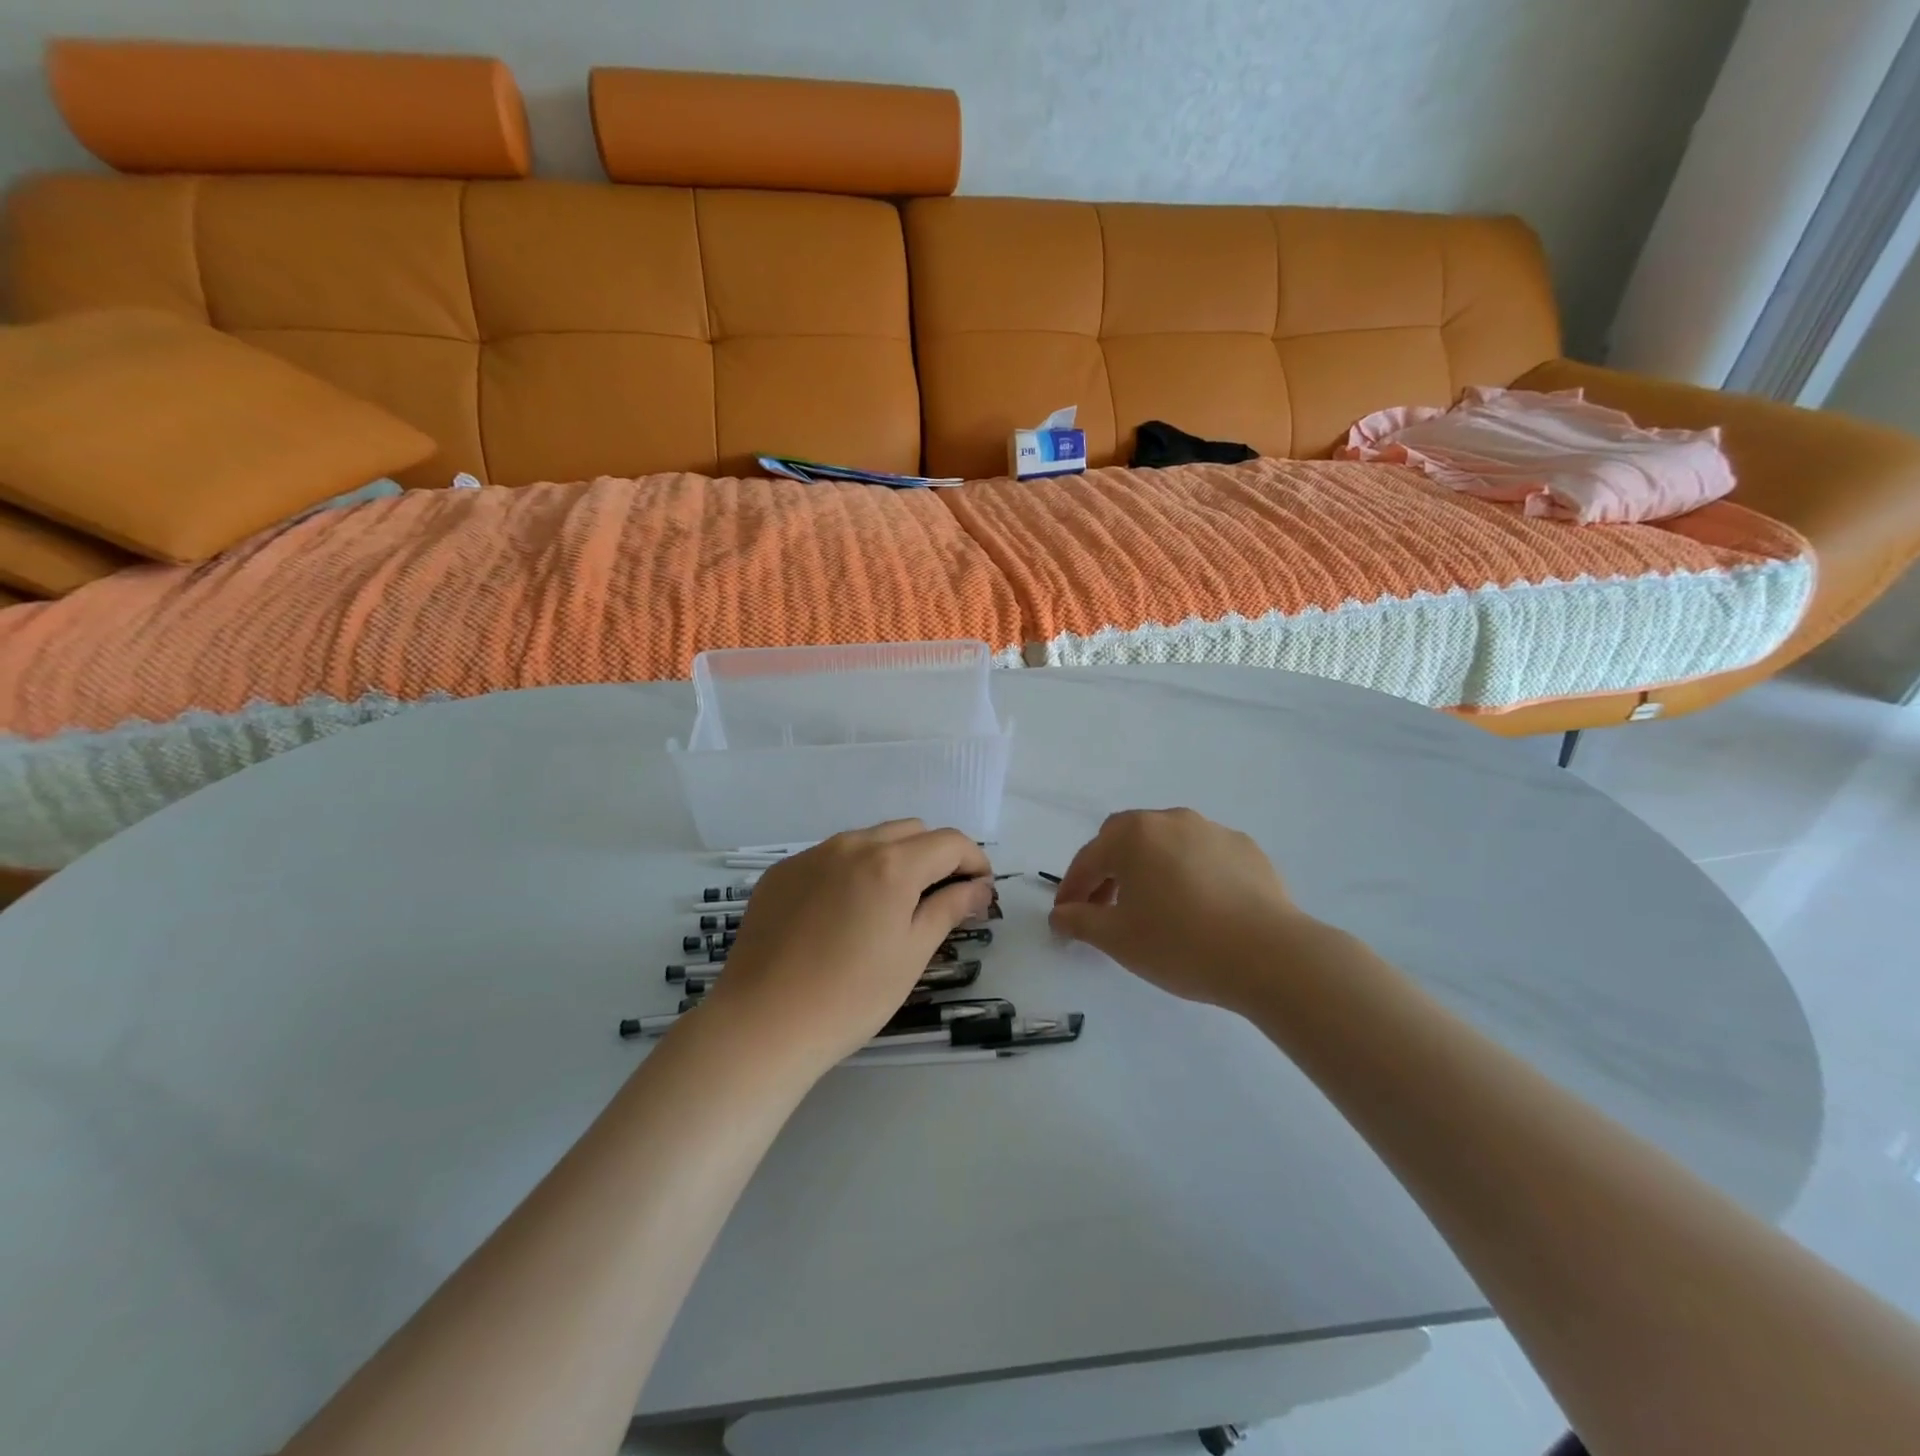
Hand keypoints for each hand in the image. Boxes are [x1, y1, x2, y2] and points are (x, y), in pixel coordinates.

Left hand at [699, 821, 994, 1073]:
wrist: (762, 1024)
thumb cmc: (851, 996)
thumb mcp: (912, 954)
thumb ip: (950, 909)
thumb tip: (979, 887)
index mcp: (891, 863)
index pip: (949, 842)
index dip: (974, 861)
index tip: (980, 891)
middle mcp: (852, 844)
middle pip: (911, 831)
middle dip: (936, 856)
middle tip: (941, 898)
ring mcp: (811, 855)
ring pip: (869, 839)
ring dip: (894, 859)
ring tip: (892, 905)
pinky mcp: (781, 872)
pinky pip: (830, 856)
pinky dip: (853, 871)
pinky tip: (843, 913)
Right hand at [1049, 808, 1308, 1011]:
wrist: (1270, 955)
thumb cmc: (1181, 943)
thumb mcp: (1118, 939)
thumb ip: (1080, 921)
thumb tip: (1060, 915)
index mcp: (1133, 835)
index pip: (1088, 859)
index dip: (1072, 889)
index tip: (1065, 917)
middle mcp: (1170, 820)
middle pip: (1125, 839)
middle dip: (1108, 870)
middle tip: (1105, 906)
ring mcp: (1212, 830)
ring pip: (1166, 844)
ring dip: (1149, 868)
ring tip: (1154, 907)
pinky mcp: (1246, 849)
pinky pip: (1203, 855)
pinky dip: (1189, 873)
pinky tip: (1199, 906)